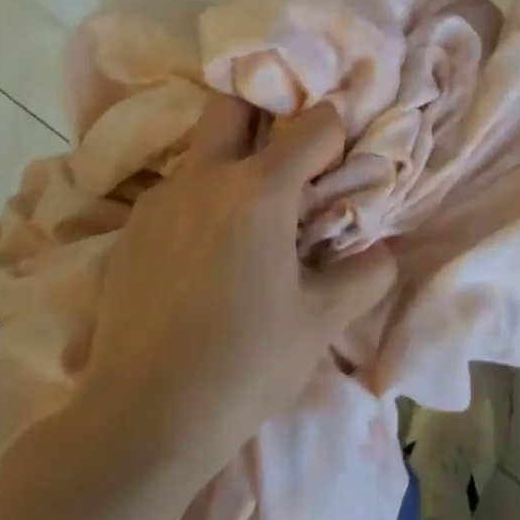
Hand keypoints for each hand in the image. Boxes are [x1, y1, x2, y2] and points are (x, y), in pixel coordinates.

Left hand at [80, 103, 396, 465]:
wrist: (140, 421)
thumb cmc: (243, 366)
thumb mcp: (319, 324)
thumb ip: (365, 276)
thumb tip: (385, 251)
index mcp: (260, 188)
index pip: (315, 123)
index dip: (335, 137)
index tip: (337, 169)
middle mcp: (208, 173)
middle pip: (235, 98)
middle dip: (267, 106)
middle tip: (286, 147)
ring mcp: (164, 195)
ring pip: (204, 147)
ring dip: (232, 159)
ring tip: (248, 216)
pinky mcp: (134, 224)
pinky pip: (178, 189)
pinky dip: (201, 199)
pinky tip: (204, 254)